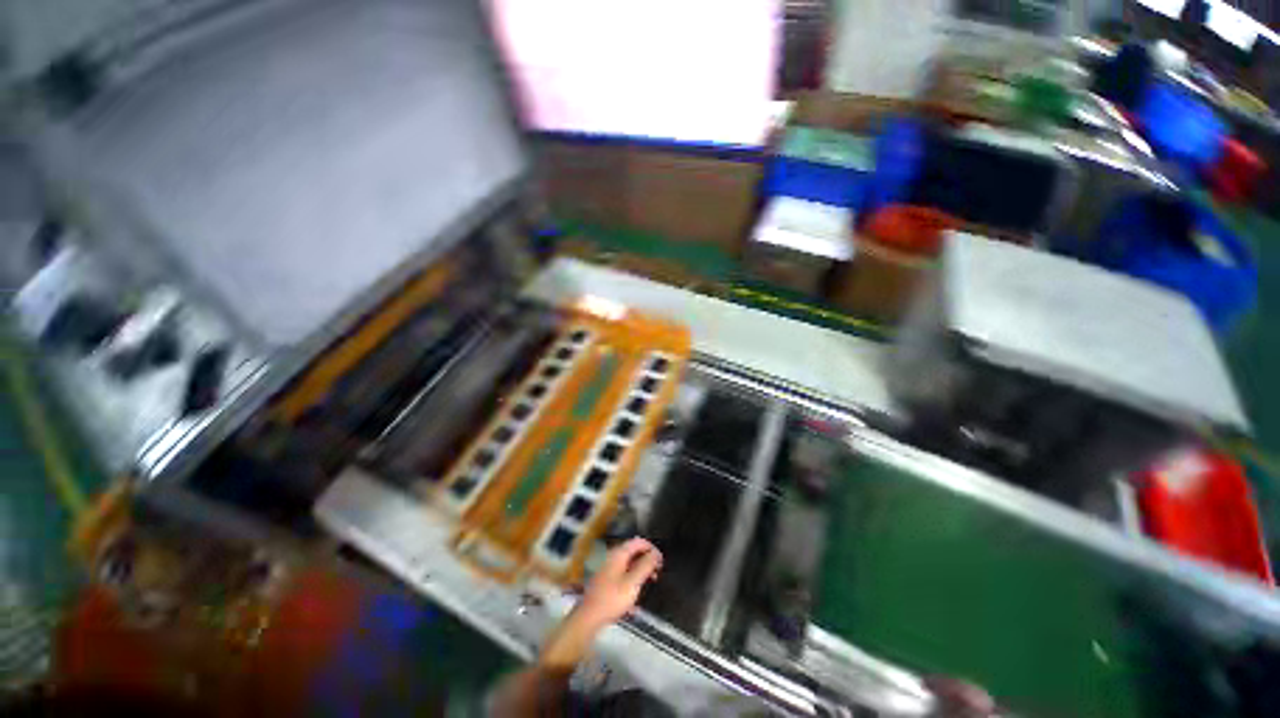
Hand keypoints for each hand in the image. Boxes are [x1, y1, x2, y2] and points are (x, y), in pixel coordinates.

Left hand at [576, 537, 662, 629]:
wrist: (590, 616)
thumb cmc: (613, 598)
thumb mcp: (633, 582)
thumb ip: (646, 566)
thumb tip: (655, 553)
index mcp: (617, 556)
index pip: (637, 542)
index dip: (652, 549)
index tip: (661, 561)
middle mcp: (610, 560)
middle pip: (632, 553)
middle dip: (646, 562)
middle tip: (657, 573)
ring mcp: (606, 571)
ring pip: (628, 566)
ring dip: (640, 573)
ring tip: (649, 585)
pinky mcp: (604, 583)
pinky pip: (622, 577)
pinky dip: (631, 583)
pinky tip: (635, 599)